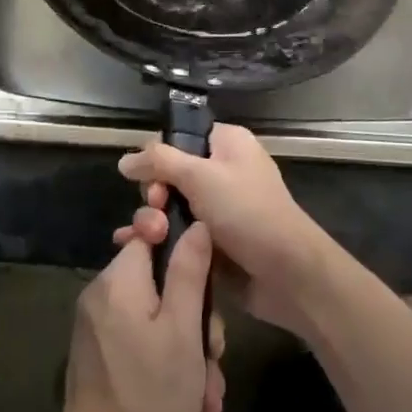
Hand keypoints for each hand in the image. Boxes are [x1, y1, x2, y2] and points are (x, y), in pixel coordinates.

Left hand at [53, 224, 223, 411]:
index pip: (150, 234)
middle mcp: (102, 297)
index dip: (183, 250)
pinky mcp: (100, 360)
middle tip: (213, 360)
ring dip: (188, 358)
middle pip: (160, 284)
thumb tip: (195, 224)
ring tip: (206, 403)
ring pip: (157, 323)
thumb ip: (189, 272)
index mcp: (117, 280)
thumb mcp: (183, 333)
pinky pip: (142, 348)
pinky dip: (168, 372)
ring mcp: (98, 330)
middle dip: (196, 323)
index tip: (207, 282)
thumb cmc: (149, 399)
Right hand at [117, 124, 335, 338]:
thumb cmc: (247, 212)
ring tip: (149, 236)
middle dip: (155, 193)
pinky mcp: (211, 242)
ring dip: (152, 219)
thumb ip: (159, 162)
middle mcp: (222, 171)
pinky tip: (135, 249)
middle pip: (169, 173)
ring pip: (170, 206)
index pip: (180, 137)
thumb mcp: (201, 176)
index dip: (159, 155)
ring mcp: (216, 209)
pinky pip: (176, 233)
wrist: (287, 273)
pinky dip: (158, 239)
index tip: (150, 177)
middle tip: (157, 210)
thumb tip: (124, 160)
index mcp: (227, 144)